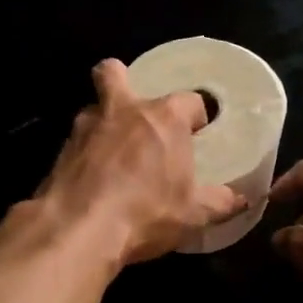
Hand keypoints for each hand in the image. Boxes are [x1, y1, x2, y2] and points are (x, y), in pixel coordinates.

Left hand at [37, 60, 246, 266]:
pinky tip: (93, 178)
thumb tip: (242, 200)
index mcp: (163, 117)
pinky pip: (77, 142)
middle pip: (114, 73)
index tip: (197, 135)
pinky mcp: (60, 150)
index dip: (195, 116)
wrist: (79, 229)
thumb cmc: (146, 212)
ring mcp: (86, 126)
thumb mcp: (194, 214)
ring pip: (93, 108)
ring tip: (113, 153)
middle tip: (135, 113)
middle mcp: (123, 110)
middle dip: (122, 80)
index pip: (189, 100)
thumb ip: (219, 202)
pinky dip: (85, 153)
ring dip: (103, 122)